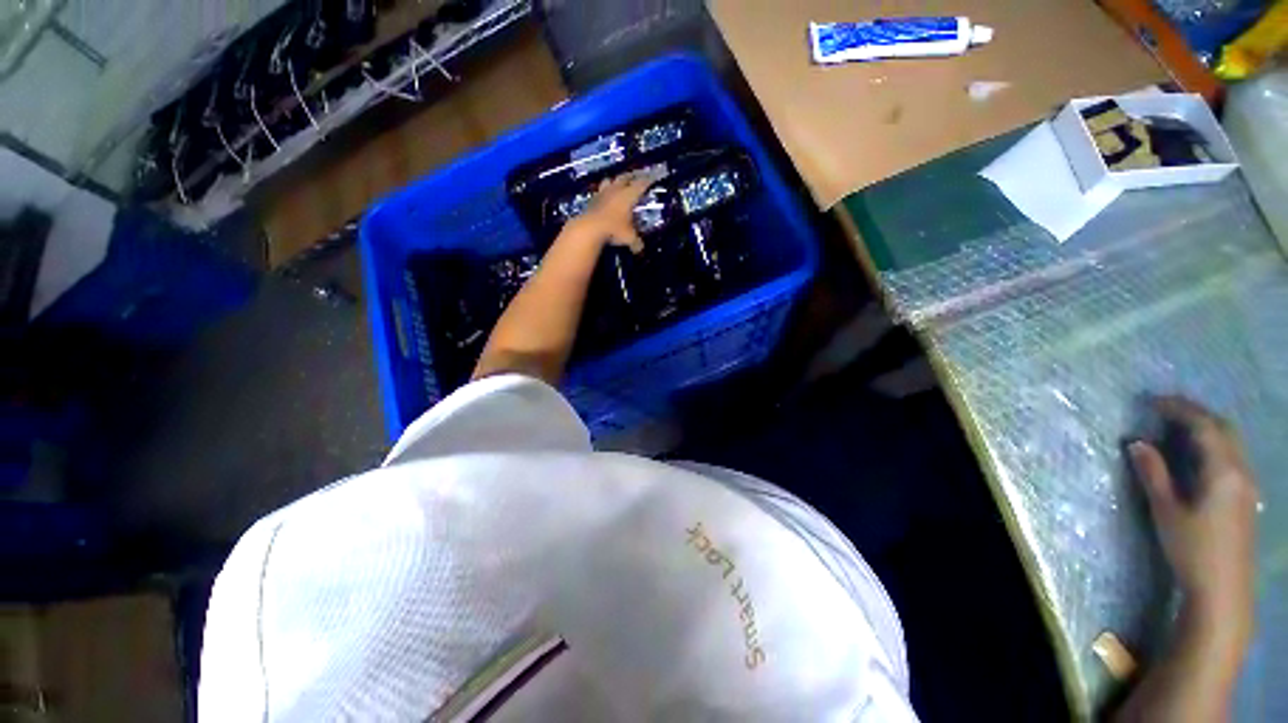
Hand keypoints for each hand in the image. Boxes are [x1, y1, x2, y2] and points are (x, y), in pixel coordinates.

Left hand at [568, 175, 651, 253]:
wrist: (589, 228)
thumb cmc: (614, 230)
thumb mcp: (629, 238)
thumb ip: (636, 242)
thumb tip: (640, 249)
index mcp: (629, 195)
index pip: (641, 184)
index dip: (648, 180)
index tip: (652, 177)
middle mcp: (616, 190)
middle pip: (625, 178)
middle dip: (631, 177)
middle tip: (636, 177)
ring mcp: (602, 193)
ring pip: (609, 181)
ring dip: (614, 181)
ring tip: (617, 184)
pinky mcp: (591, 199)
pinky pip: (599, 192)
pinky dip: (603, 193)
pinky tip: (604, 197)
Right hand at [1129, 396, 1257, 639]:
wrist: (1223, 591)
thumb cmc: (1192, 549)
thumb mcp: (1167, 512)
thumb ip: (1154, 474)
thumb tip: (1137, 443)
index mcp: (1223, 471)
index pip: (1204, 426)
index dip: (1180, 409)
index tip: (1153, 402)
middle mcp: (1241, 471)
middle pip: (1224, 429)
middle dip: (1197, 414)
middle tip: (1166, 409)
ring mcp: (1248, 485)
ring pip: (1232, 442)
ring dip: (1207, 428)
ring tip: (1179, 427)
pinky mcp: (1247, 497)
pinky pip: (1233, 457)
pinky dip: (1215, 444)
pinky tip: (1200, 455)